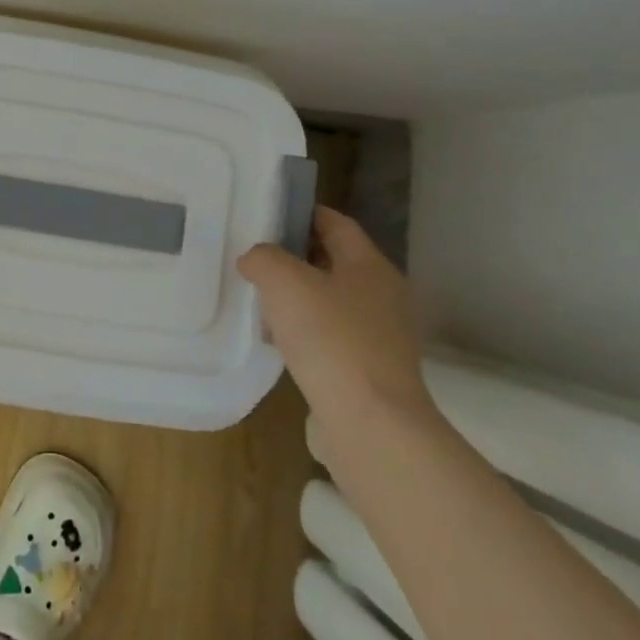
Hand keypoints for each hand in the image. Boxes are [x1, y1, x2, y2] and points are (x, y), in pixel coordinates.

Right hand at [238, 206, 433, 437]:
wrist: (372, 426)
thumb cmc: (330, 338)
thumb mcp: (283, 281)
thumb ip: (263, 258)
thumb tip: (256, 260)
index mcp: (370, 266)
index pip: (335, 223)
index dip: (302, 213)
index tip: (268, 213)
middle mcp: (384, 296)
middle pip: (334, 262)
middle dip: (295, 258)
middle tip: (255, 257)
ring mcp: (382, 338)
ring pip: (331, 303)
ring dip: (298, 299)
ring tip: (260, 301)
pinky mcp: (372, 373)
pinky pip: (333, 339)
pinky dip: (306, 335)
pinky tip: (278, 344)